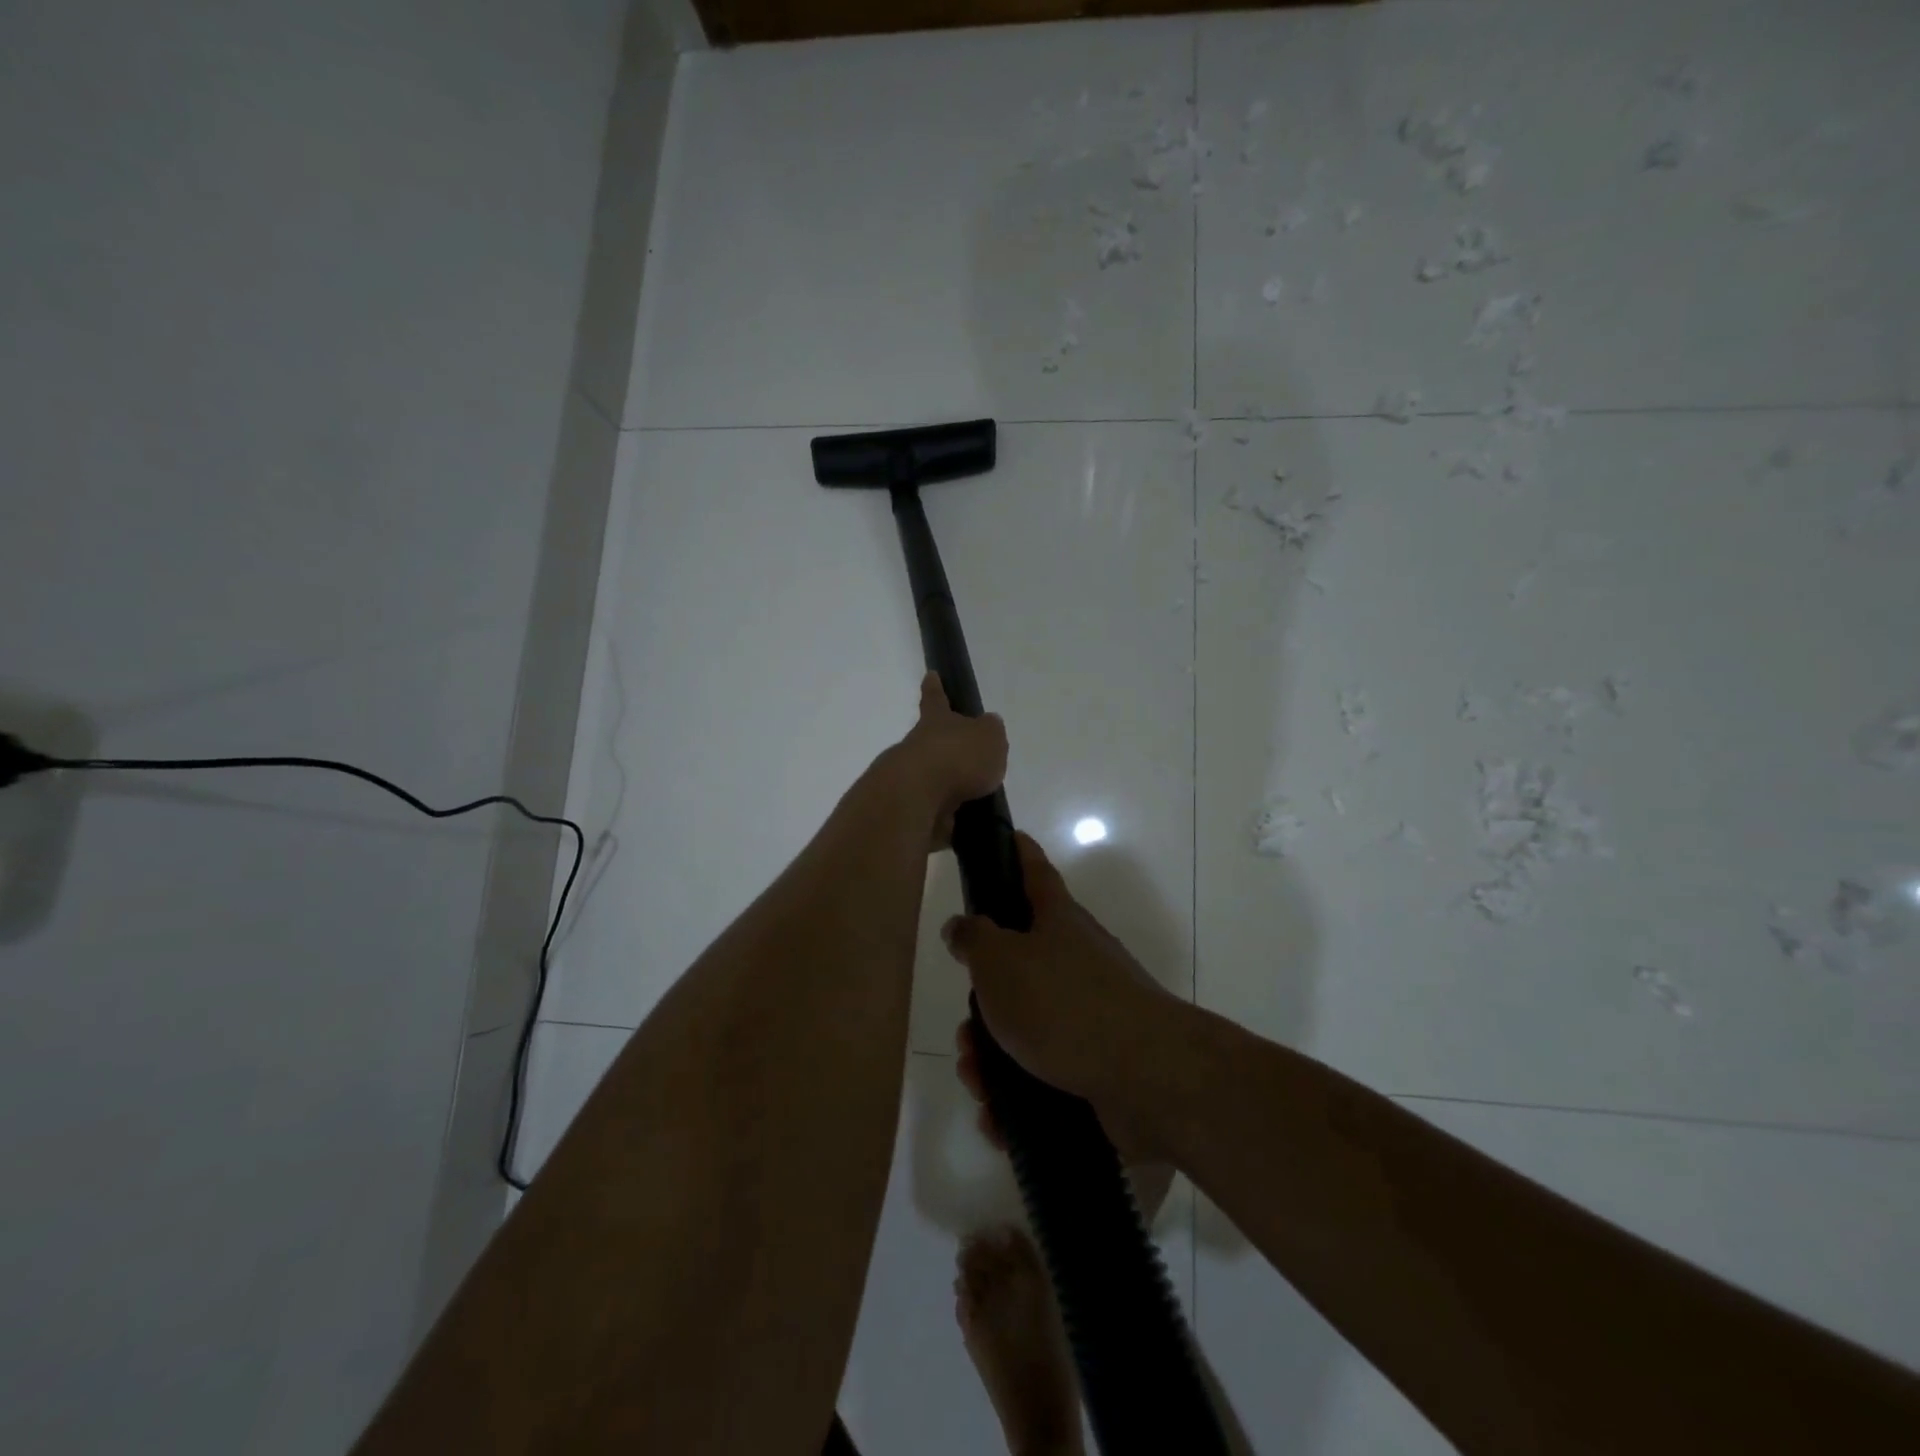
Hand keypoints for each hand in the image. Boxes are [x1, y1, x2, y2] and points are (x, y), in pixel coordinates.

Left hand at [881, 673, 1008, 849]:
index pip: (936, 699)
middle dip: (946, 750)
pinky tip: (963, 827)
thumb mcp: (989, 738)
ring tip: (974, 801)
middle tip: (965, 760)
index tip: (929, 675)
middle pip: (931, 743)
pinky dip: (945, 819)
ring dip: (948, 789)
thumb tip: (988, 726)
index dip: (935, 688)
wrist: (916, 798)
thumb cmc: (957, 757)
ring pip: (930, 780)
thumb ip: (990, 733)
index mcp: (937, 722)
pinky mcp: (907, 812)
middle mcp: (917, 747)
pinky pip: (931, 814)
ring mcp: (909, 780)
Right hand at [942, 834, 1180, 1161]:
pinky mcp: (1096, 1061)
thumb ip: (973, 939)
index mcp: (1057, 920)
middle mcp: (1076, 958)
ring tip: (977, 1082)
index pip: (1033, 869)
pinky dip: (1018, 1093)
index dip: (1015, 851)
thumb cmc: (1062, 1003)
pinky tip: (999, 1118)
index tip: (1003, 838)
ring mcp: (1090, 1011)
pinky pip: (1044, 1071)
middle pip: (1017, 964)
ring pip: (1025, 1025)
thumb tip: (962, 926)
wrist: (1145, 1077)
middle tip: (965, 1032)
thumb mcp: (1000, 962)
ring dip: (992, 1055)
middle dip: (982, 1001)